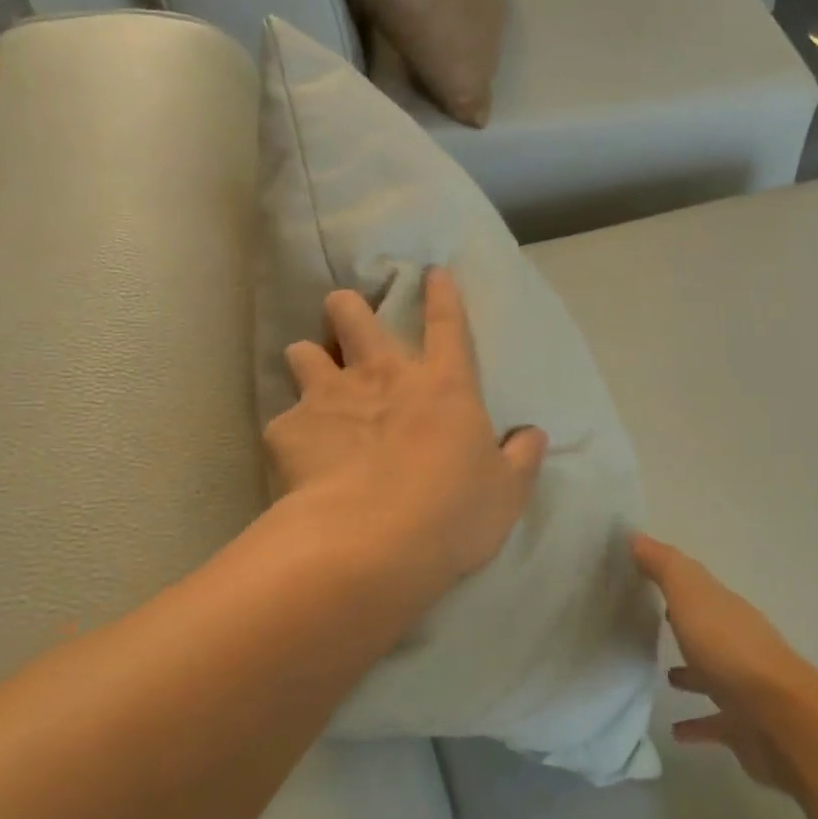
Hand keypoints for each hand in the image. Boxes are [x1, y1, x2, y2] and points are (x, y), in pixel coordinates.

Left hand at [264, 267, 547, 598]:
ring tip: (313, 383)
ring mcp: (330, 397)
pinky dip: (292, 432)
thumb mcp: (507, 492)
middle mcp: (382, 376)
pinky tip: (297, 457)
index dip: (441, 294)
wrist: (371, 545)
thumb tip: (534, 435)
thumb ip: (521, 458)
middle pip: (353, 315)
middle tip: (346, 321)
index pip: (446, 323)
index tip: (432, 273)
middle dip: (346, 308)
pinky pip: (283, 419)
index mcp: (443, 385)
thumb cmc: (452, 514)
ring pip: (303, 351)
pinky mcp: (288, 430)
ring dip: (309, 359)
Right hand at [633, 534, 817, 789]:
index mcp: (725, 609)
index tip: (642, 577)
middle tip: (650, 623)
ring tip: (664, 676)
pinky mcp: (743, 726)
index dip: (673, 580)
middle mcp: (737, 642)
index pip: (697, 587)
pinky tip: (676, 732)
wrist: (779, 718)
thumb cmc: (729, 650)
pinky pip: (714, 721)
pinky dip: (697, 724)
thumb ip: (665, 567)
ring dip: (692, 673)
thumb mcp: (691, 596)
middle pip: (706, 628)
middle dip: (683, 624)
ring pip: (712, 673)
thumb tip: (636, 535)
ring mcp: (743, 686)